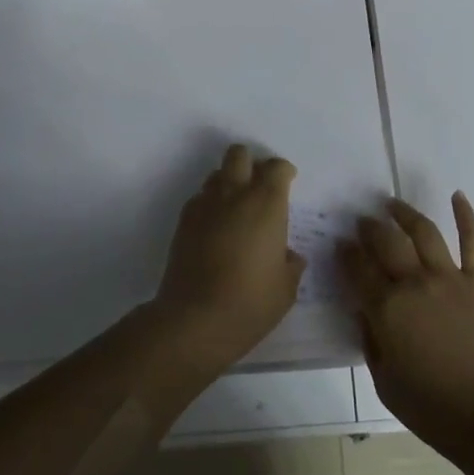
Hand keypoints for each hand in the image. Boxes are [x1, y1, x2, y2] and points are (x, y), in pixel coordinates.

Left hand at [150, 144, 305, 375]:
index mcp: (266, 204)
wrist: (195, 320)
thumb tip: (288, 255)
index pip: (276, 167)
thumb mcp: (286, 288)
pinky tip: (215, 229)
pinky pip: (199, 199)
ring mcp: (204, 206)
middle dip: (250, 163)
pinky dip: (210, 205)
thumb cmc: (251, 302)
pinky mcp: (182, 223)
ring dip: (228, 182)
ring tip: (236, 208)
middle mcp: (234, 195)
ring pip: (216, 174)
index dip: (283, 171)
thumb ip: (291, 264)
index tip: (288, 183)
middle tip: (259, 187)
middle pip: (239, 154)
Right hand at [341, 193, 473, 461]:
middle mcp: (414, 283)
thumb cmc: (435, 410)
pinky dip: (466, 215)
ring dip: (404, 214)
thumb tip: (364, 311)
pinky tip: (457, 196)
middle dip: (369, 229)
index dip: (346, 254)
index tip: (341, 245)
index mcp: (387, 310)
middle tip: (362, 222)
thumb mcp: (386, 383)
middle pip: (386, 243)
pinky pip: (473, 240)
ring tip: (392, 204)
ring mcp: (450, 277)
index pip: (358, 270)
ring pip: (423, 232)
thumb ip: (371, 341)